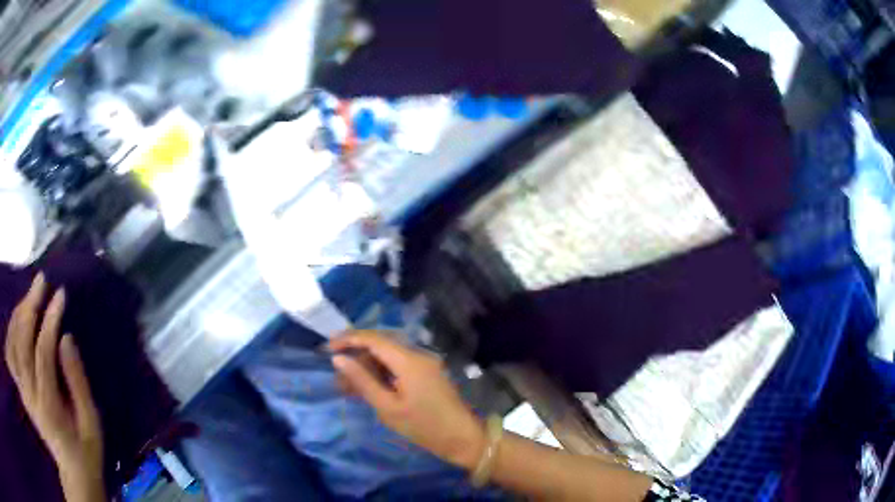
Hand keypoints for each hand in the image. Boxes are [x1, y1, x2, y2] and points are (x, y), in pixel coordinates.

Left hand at [5, 274, 104, 501]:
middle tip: (41, 282)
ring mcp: (24, 392)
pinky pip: (13, 350)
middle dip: (30, 307)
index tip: (60, 295)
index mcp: (48, 406)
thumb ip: (77, 382)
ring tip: (31, 294)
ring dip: (20, 313)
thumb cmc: (86, 449)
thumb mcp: (91, 422)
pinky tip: (19, 314)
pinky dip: (14, 327)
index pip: (43, 353)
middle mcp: (30, 395)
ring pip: (15, 342)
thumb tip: (66, 338)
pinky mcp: (22, 389)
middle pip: (22, 342)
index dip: (50, 320)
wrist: (73, 472)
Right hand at [329, 331, 485, 470]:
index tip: (327, 349)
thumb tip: (338, 359)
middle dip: (357, 354)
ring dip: (368, 365)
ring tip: (349, 386)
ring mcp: (425, 363)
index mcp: (409, 360)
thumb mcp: (387, 407)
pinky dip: (382, 372)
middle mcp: (418, 354)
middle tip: (338, 374)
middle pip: (381, 343)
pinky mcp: (427, 373)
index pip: (373, 338)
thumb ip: (362, 381)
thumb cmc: (423, 426)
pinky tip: (369, 387)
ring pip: (389, 355)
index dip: (348, 339)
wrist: (462, 438)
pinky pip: (399, 364)